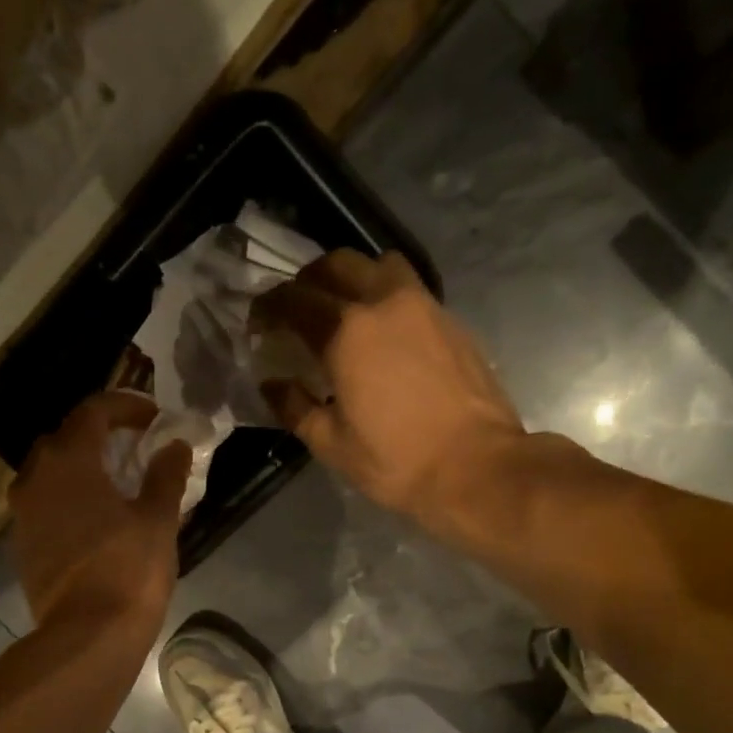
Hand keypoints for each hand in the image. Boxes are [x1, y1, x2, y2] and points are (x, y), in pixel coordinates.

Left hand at [9, 391, 190, 632]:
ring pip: (49, 472)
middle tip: (133, 447)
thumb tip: (174, 446)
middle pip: (65, 438)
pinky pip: (44, 504)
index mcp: (69, 461)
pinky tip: (94, 518)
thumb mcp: (158, 519)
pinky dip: (68, 498)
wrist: (87, 635)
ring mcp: (23, 513)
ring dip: (80, 468)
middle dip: (99, 435)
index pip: (93, 411)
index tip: (154, 417)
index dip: (126, 406)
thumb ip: (166, 475)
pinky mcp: (23, 544)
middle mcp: (35, 478)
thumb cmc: (128, 570)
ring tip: (113, 483)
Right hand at [252, 250, 526, 528]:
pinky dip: (383, 295)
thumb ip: (294, 407)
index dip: (269, 307)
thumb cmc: (395, 461)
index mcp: (346, 332)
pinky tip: (380, 331)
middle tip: (294, 309)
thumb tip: (273, 384)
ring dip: (350, 277)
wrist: (475, 467)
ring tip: (340, 308)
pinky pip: (408, 287)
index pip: (295, 301)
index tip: (257, 323)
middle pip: (336, 265)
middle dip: (306, 281)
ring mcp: (422, 305)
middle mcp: (383, 303)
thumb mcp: (331, 443)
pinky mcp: (449, 319)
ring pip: (377, 265)